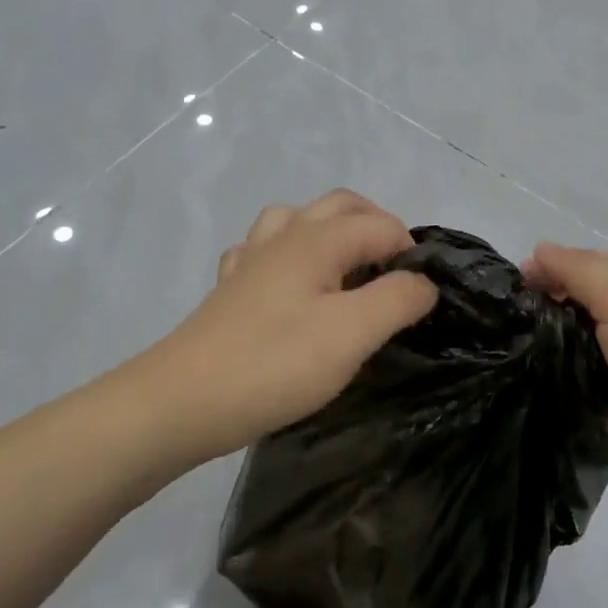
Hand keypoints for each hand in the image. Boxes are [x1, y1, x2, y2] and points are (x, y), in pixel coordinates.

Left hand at [127, 190, 437, 467]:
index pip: (381, 225)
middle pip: (340, 206)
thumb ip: (398, 299)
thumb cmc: (275, 364)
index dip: (410, 253)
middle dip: (376, 227)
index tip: (420, 299)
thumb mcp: (353, 333)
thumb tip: (424, 282)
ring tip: (347, 271)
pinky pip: (262, 251)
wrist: (184, 402)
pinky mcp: (230, 291)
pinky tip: (290, 286)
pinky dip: (287, 256)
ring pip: (296, 220)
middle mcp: (283, 237)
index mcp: (316, 240)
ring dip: (330, 232)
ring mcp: (251, 261)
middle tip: (396, 275)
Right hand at [522, 244, 607, 504]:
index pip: (587, 264)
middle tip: (503, 328)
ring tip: (506, 358)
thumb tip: (538, 251)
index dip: (549, 270)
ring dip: (551, 353)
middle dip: (545, 313)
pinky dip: (563, 388)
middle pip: (581, 307)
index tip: (510, 290)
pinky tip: (531, 389)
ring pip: (579, 350)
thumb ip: (578, 271)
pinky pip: (584, 389)